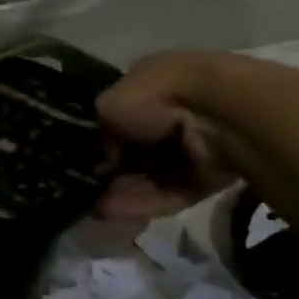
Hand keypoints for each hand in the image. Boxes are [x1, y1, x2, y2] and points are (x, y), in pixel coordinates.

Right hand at [95, 51, 237, 219]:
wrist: (213, 114)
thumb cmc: (155, 96)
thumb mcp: (110, 105)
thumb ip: (102, 131)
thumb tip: (107, 156)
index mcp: (152, 86)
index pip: (122, 119)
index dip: (102, 143)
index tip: (85, 163)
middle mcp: (172, 115)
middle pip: (137, 153)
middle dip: (113, 174)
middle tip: (88, 192)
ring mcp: (192, 147)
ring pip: (151, 176)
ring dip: (123, 192)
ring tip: (96, 208)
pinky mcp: (207, 177)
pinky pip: (169, 193)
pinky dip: (143, 202)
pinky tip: (114, 211)